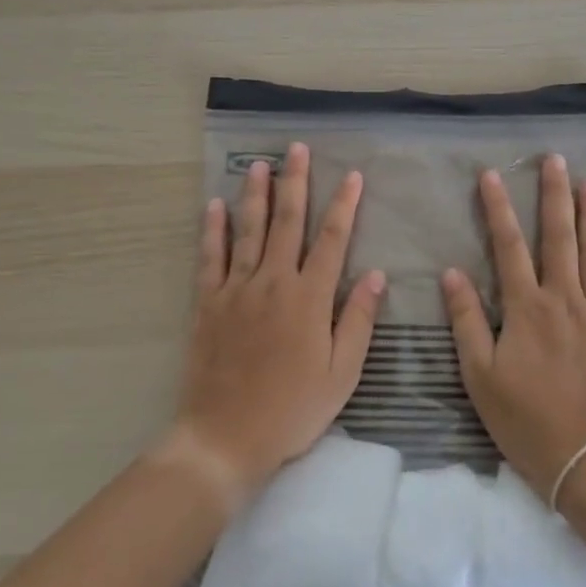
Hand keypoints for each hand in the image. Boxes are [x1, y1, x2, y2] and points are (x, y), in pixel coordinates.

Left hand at [173, 142, 385, 499]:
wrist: (225, 437)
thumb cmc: (292, 409)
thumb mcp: (341, 374)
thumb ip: (357, 321)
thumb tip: (377, 275)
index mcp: (309, 298)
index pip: (332, 239)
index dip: (343, 204)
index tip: (351, 175)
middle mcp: (273, 282)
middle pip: (287, 222)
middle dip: (294, 182)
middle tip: (296, 149)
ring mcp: (236, 289)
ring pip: (248, 230)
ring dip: (255, 194)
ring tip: (258, 164)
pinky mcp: (208, 302)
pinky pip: (210, 257)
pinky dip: (213, 229)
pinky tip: (214, 206)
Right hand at [442, 154, 585, 504]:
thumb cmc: (527, 421)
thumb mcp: (480, 376)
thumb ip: (468, 321)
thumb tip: (451, 273)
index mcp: (526, 308)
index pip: (508, 246)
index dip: (498, 208)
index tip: (491, 175)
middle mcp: (564, 299)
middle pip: (558, 237)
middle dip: (553, 195)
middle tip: (554, 159)